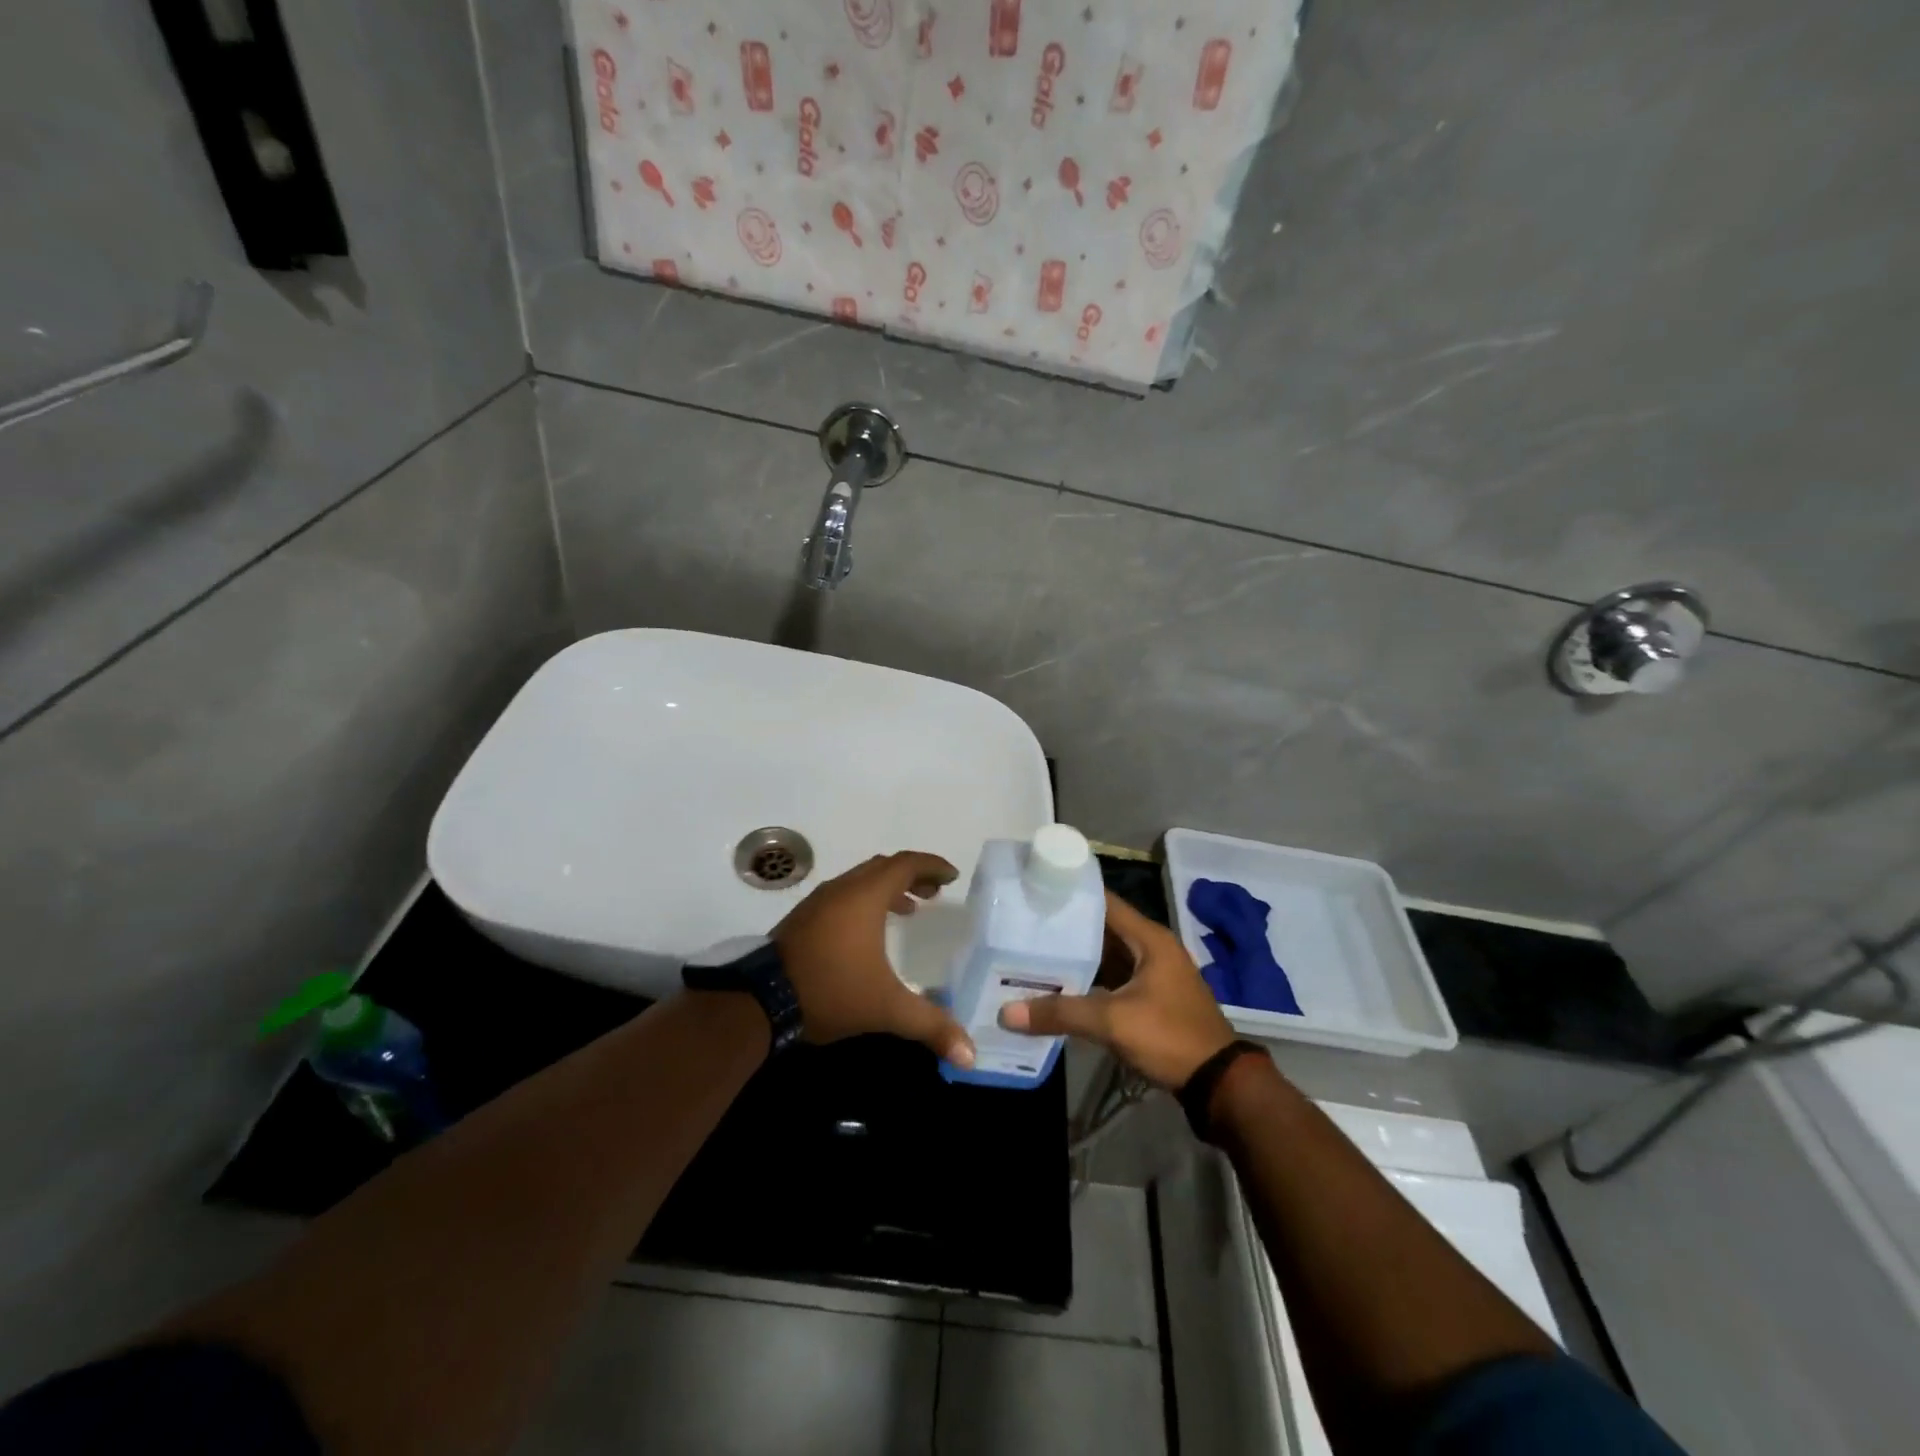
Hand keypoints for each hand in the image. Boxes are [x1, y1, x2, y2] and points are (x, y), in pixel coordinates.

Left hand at [773, 851, 975, 1068]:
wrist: (760, 1000)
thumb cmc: (830, 990)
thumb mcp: (885, 1008)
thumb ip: (929, 1025)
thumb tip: (970, 1055)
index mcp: (865, 896)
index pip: (906, 864)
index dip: (932, 865)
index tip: (953, 876)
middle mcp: (843, 889)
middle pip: (884, 867)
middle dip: (912, 875)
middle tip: (935, 892)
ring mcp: (819, 902)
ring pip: (861, 881)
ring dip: (888, 888)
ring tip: (909, 910)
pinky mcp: (803, 919)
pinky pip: (844, 896)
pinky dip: (866, 901)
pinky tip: (869, 933)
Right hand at [999, 891, 1235, 1088]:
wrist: (1218, 1083)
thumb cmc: (1169, 1037)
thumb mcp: (1113, 1022)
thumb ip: (1061, 1013)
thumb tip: (1007, 1013)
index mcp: (1149, 938)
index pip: (1104, 902)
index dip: (1071, 895)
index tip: (1034, 891)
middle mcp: (1151, 948)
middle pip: (1102, 928)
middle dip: (1066, 929)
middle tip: (1023, 925)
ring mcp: (1152, 974)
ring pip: (1106, 955)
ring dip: (1076, 956)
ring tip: (1031, 952)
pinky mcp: (1150, 998)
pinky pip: (1112, 978)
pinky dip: (1088, 980)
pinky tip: (1058, 987)